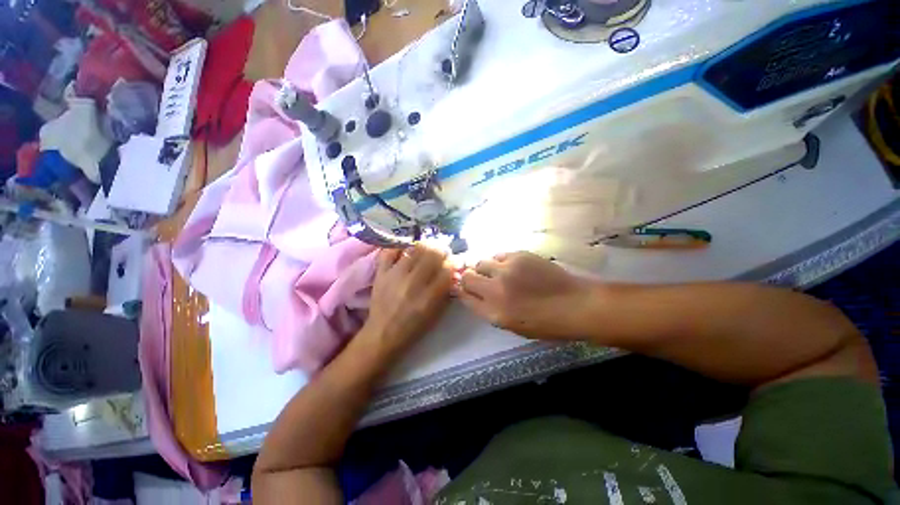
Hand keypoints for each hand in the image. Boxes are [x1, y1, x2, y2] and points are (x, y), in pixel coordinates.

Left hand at [360, 244, 453, 357]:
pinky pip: (390, 251)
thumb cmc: (414, 326)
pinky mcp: (381, 272)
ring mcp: (395, 275)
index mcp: (429, 297)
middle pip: (433, 253)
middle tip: (441, 253)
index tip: (452, 263)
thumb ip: (446, 291)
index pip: (447, 269)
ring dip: (424, 247)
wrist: (383, 333)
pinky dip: (399, 247)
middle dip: (441, 251)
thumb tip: (453, 271)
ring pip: (415, 249)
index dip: (453, 263)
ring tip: (426, 250)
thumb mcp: (436, 313)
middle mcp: (413, 283)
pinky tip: (406, 251)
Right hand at [457, 252, 590, 339]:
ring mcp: (507, 270)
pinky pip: (498, 255)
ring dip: (485, 268)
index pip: (465, 297)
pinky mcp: (519, 255)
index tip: (464, 288)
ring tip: (497, 272)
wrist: (576, 304)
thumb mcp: (512, 326)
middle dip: (469, 278)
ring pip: (481, 262)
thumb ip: (489, 310)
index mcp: (494, 313)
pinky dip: (500, 261)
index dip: (462, 291)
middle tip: (479, 279)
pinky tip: (511, 267)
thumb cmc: (545, 323)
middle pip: (467, 277)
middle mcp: (496, 290)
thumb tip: (473, 294)